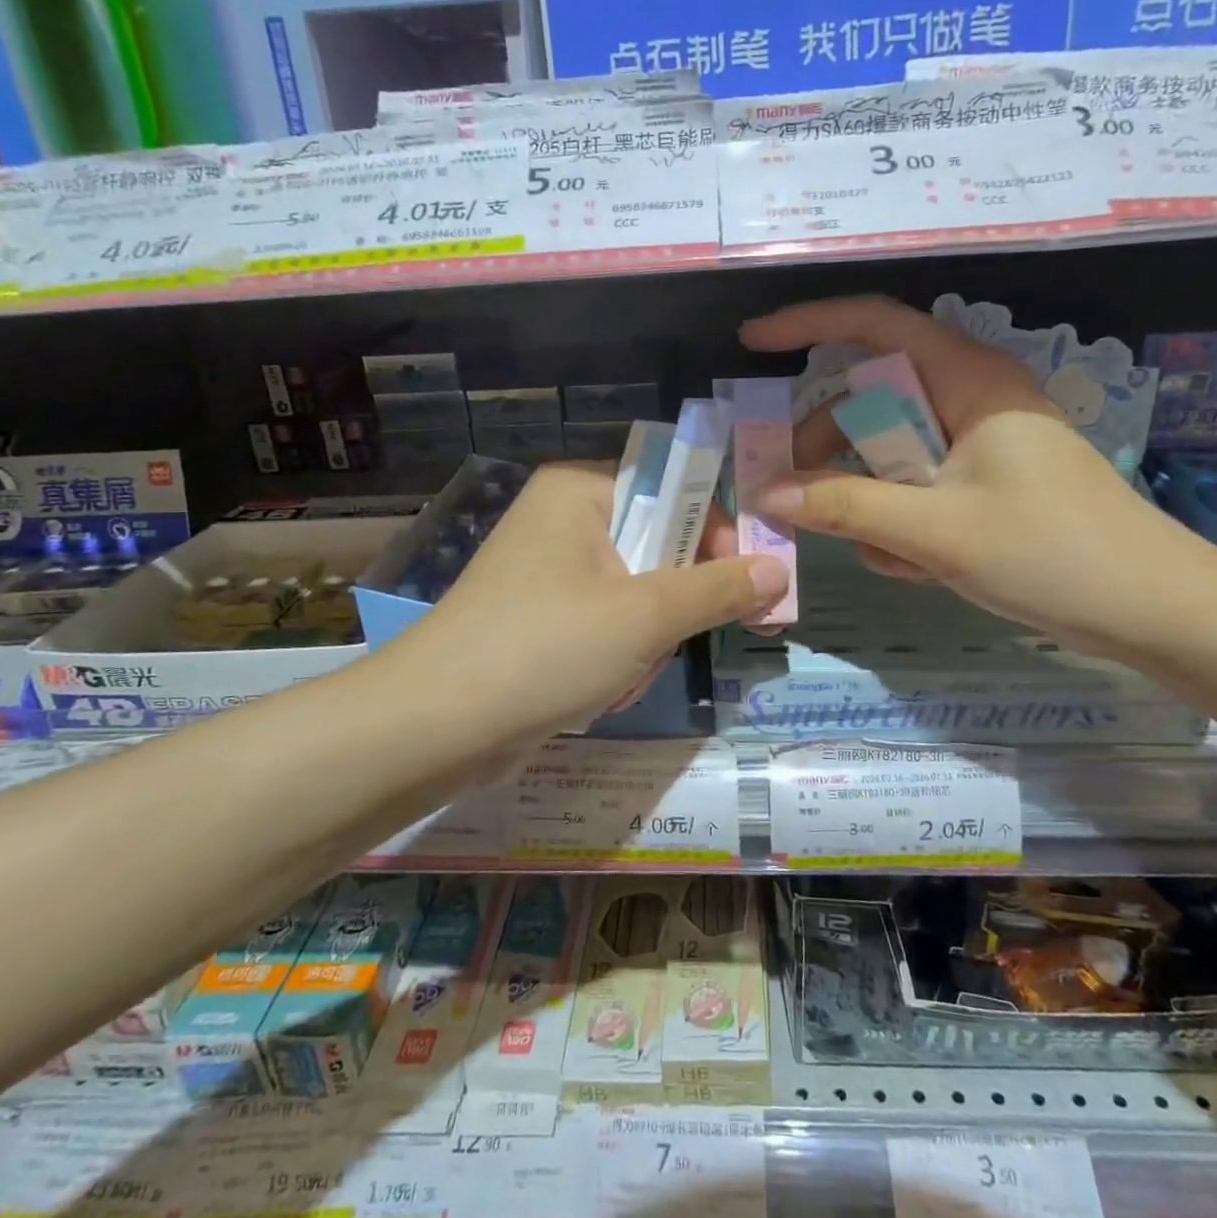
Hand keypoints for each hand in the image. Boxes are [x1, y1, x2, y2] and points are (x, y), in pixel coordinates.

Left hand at [385, 461, 789, 745]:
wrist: (436, 728)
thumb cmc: (545, 647)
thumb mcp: (645, 615)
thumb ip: (719, 588)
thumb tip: (780, 569)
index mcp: (580, 491)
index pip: (675, 489)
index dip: (718, 532)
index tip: (753, 581)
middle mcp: (563, 521)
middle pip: (660, 548)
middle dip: (671, 608)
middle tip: (669, 641)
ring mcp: (549, 574)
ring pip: (639, 597)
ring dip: (644, 644)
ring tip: (618, 674)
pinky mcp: (542, 622)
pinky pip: (608, 628)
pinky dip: (616, 661)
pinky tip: (596, 692)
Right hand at [740, 295, 1206, 648]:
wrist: (1154, 611)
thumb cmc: (1052, 553)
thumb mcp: (935, 531)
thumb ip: (845, 507)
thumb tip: (767, 493)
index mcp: (968, 380)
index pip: (875, 324)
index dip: (808, 324)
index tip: (752, 342)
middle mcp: (969, 398)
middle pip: (871, 400)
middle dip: (830, 450)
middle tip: (790, 494)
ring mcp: (977, 443)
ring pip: (889, 454)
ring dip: (872, 504)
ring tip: (892, 557)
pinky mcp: (983, 482)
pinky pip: (915, 488)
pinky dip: (902, 525)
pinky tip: (921, 568)